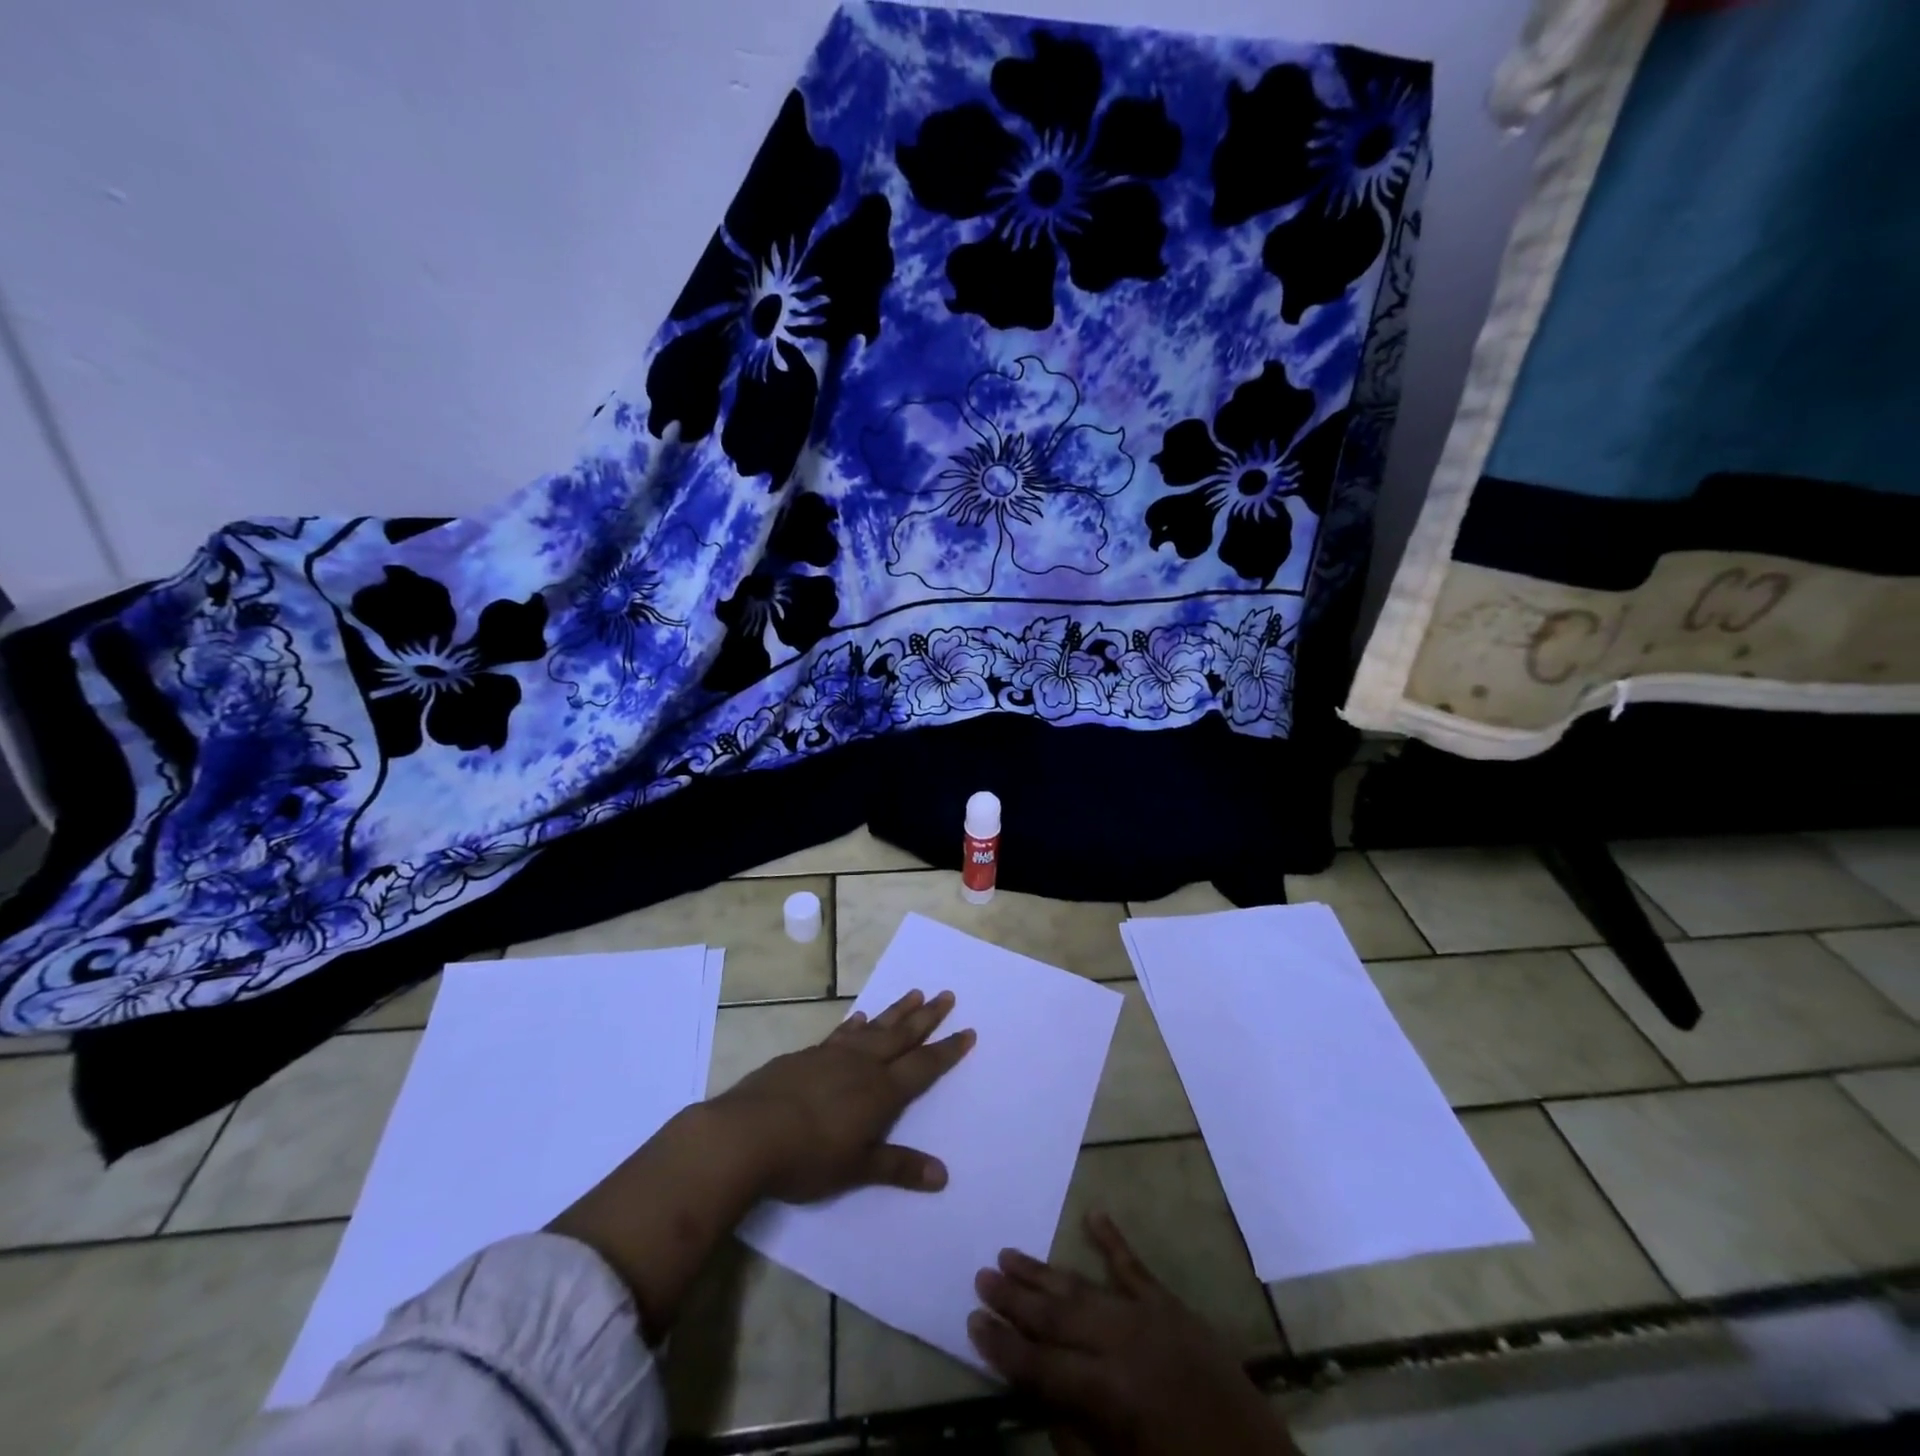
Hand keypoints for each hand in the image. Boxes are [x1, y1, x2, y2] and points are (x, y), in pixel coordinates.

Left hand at [713, 988, 974, 1203]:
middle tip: (947, 995)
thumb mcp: (857, 1169)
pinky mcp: (806, 1055)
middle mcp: (862, 1065)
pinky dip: (856, 1024)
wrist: (748, 1133)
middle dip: (927, 1017)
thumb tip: (942, 1175)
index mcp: (881, 1092)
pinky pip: (842, 1033)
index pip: (923, 1067)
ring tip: (915, 993)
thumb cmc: (808, 1157)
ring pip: (874, 1028)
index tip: (967, 1031)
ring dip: (896, 1012)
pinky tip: (860, 1017)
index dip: (947, 1051)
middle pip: (902, 1036)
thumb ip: (898, 1167)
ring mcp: (833, 1055)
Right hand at [968, 1212, 1296, 1455]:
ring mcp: (1150, 1319)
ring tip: (1010, 1253)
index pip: (1041, 1367)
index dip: (1003, 1347)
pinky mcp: (1174, 1308)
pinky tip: (1093, 1214)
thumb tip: (1040, 1397)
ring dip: (1046, 1271)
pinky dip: (1113, 1240)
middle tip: (980, 1275)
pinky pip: (1136, 1268)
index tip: (971, 1321)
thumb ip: (1077, 1438)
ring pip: (1085, 1286)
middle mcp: (1124, 1346)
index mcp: (1111, 1396)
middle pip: (1057, 1316)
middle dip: (1015, 1298)